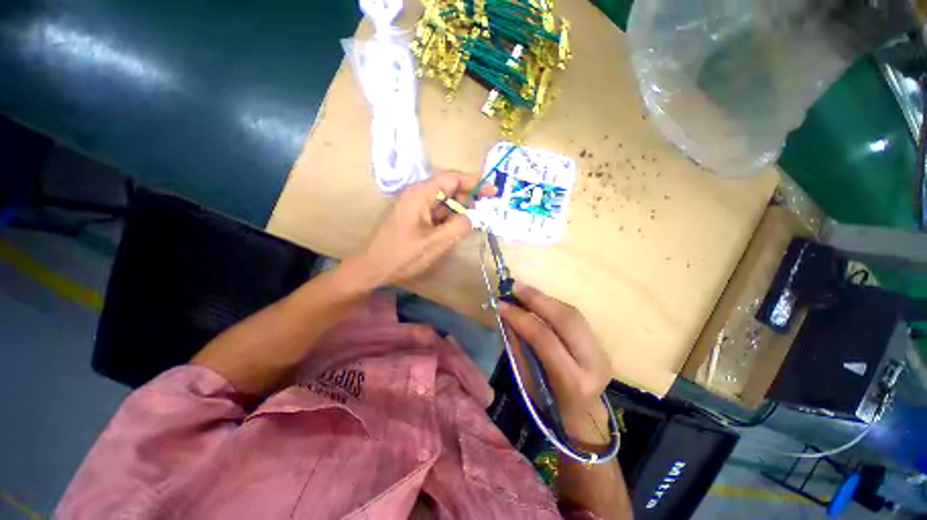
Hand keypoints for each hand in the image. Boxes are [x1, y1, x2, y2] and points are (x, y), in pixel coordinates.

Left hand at [350, 171, 495, 286]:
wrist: (371, 268)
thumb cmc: (401, 255)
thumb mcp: (435, 243)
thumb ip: (458, 227)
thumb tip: (472, 217)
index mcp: (420, 194)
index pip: (452, 178)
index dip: (474, 182)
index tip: (493, 192)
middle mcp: (416, 194)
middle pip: (448, 188)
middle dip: (467, 199)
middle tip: (482, 213)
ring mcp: (413, 206)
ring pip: (442, 202)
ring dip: (457, 211)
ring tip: (469, 226)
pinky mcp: (412, 217)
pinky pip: (435, 213)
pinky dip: (447, 219)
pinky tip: (453, 232)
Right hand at [499, 283, 611, 445]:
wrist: (583, 417)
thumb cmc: (548, 406)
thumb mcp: (527, 382)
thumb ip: (518, 346)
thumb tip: (507, 316)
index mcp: (573, 381)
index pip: (545, 339)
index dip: (521, 318)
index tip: (501, 304)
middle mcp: (593, 363)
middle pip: (566, 320)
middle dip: (537, 299)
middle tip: (514, 287)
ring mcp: (600, 351)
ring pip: (572, 313)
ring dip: (544, 298)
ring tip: (523, 290)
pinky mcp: (599, 342)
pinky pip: (574, 316)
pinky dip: (553, 305)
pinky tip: (538, 300)